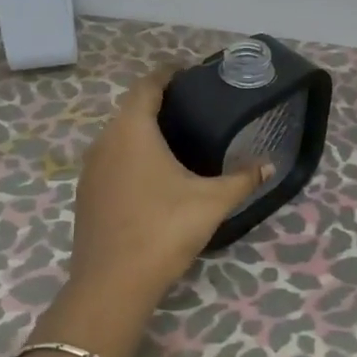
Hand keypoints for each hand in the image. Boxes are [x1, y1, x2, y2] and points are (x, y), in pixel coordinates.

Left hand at [68, 66, 268, 306]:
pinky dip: (131, 156)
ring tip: (176, 138)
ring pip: (117, 137)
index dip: (166, 74)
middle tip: (192, 107)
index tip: (188, 71)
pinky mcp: (86, 195)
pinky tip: (153, 175)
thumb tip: (270, 166)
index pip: (146, 86)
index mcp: (132, 131)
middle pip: (130, 109)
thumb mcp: (212, 202)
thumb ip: (242, 180)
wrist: (112, 285)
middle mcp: (105, 142)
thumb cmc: (164, 229)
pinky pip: (111, 160)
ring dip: (142, 131)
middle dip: (157, 102)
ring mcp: (90, 170)